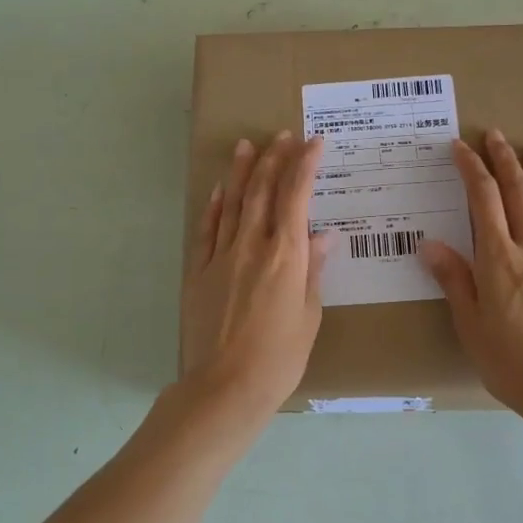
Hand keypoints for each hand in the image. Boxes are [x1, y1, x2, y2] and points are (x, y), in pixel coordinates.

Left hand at [181, 132, 331, 411]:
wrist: (225, 386)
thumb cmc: (280, 358)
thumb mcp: (309, 316)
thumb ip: (313, 272)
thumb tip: (323, 237)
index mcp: (287, 256)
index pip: (297, 197)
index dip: (305, 165)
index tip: (314, 142)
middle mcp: (253, 247)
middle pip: (262, 192)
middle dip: (273, 159)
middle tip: (281, 135)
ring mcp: (221, 257)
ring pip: (232, 204)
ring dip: (241, 173)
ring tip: (246, 146)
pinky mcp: (199, 273)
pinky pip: (207, 231)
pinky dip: (214, 207)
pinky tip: (218, 191)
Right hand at [421, 129, 522, 417]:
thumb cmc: (509, 361)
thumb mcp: (469, 324)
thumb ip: (453, 279)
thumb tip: (430, 244)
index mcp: (499, 260)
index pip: (484, 201)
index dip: (472, 170)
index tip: (461, 147)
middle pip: (520, 194)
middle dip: (506, 160)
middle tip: (496, 136)